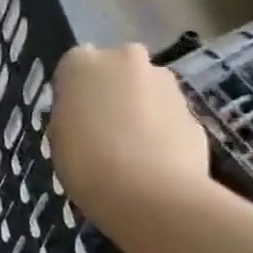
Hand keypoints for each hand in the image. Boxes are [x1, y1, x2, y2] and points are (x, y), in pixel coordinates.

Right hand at [49, 44, 210, 228]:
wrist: (149, 193)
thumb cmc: (85, 160)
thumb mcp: (59, 135)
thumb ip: (74, 112)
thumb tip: (88, 114)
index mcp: (82, 62)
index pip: (74, 65)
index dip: (75, 91)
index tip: (73, 116)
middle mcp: (126, 59)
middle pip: (116, 70)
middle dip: (113, 91)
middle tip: (103, 128)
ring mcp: (165, 83)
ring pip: (147, 91)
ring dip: (140, 110)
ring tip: (131, 151)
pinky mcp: (194, 112)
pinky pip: (169, 117)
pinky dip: (163, 132)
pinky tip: (155, 162)